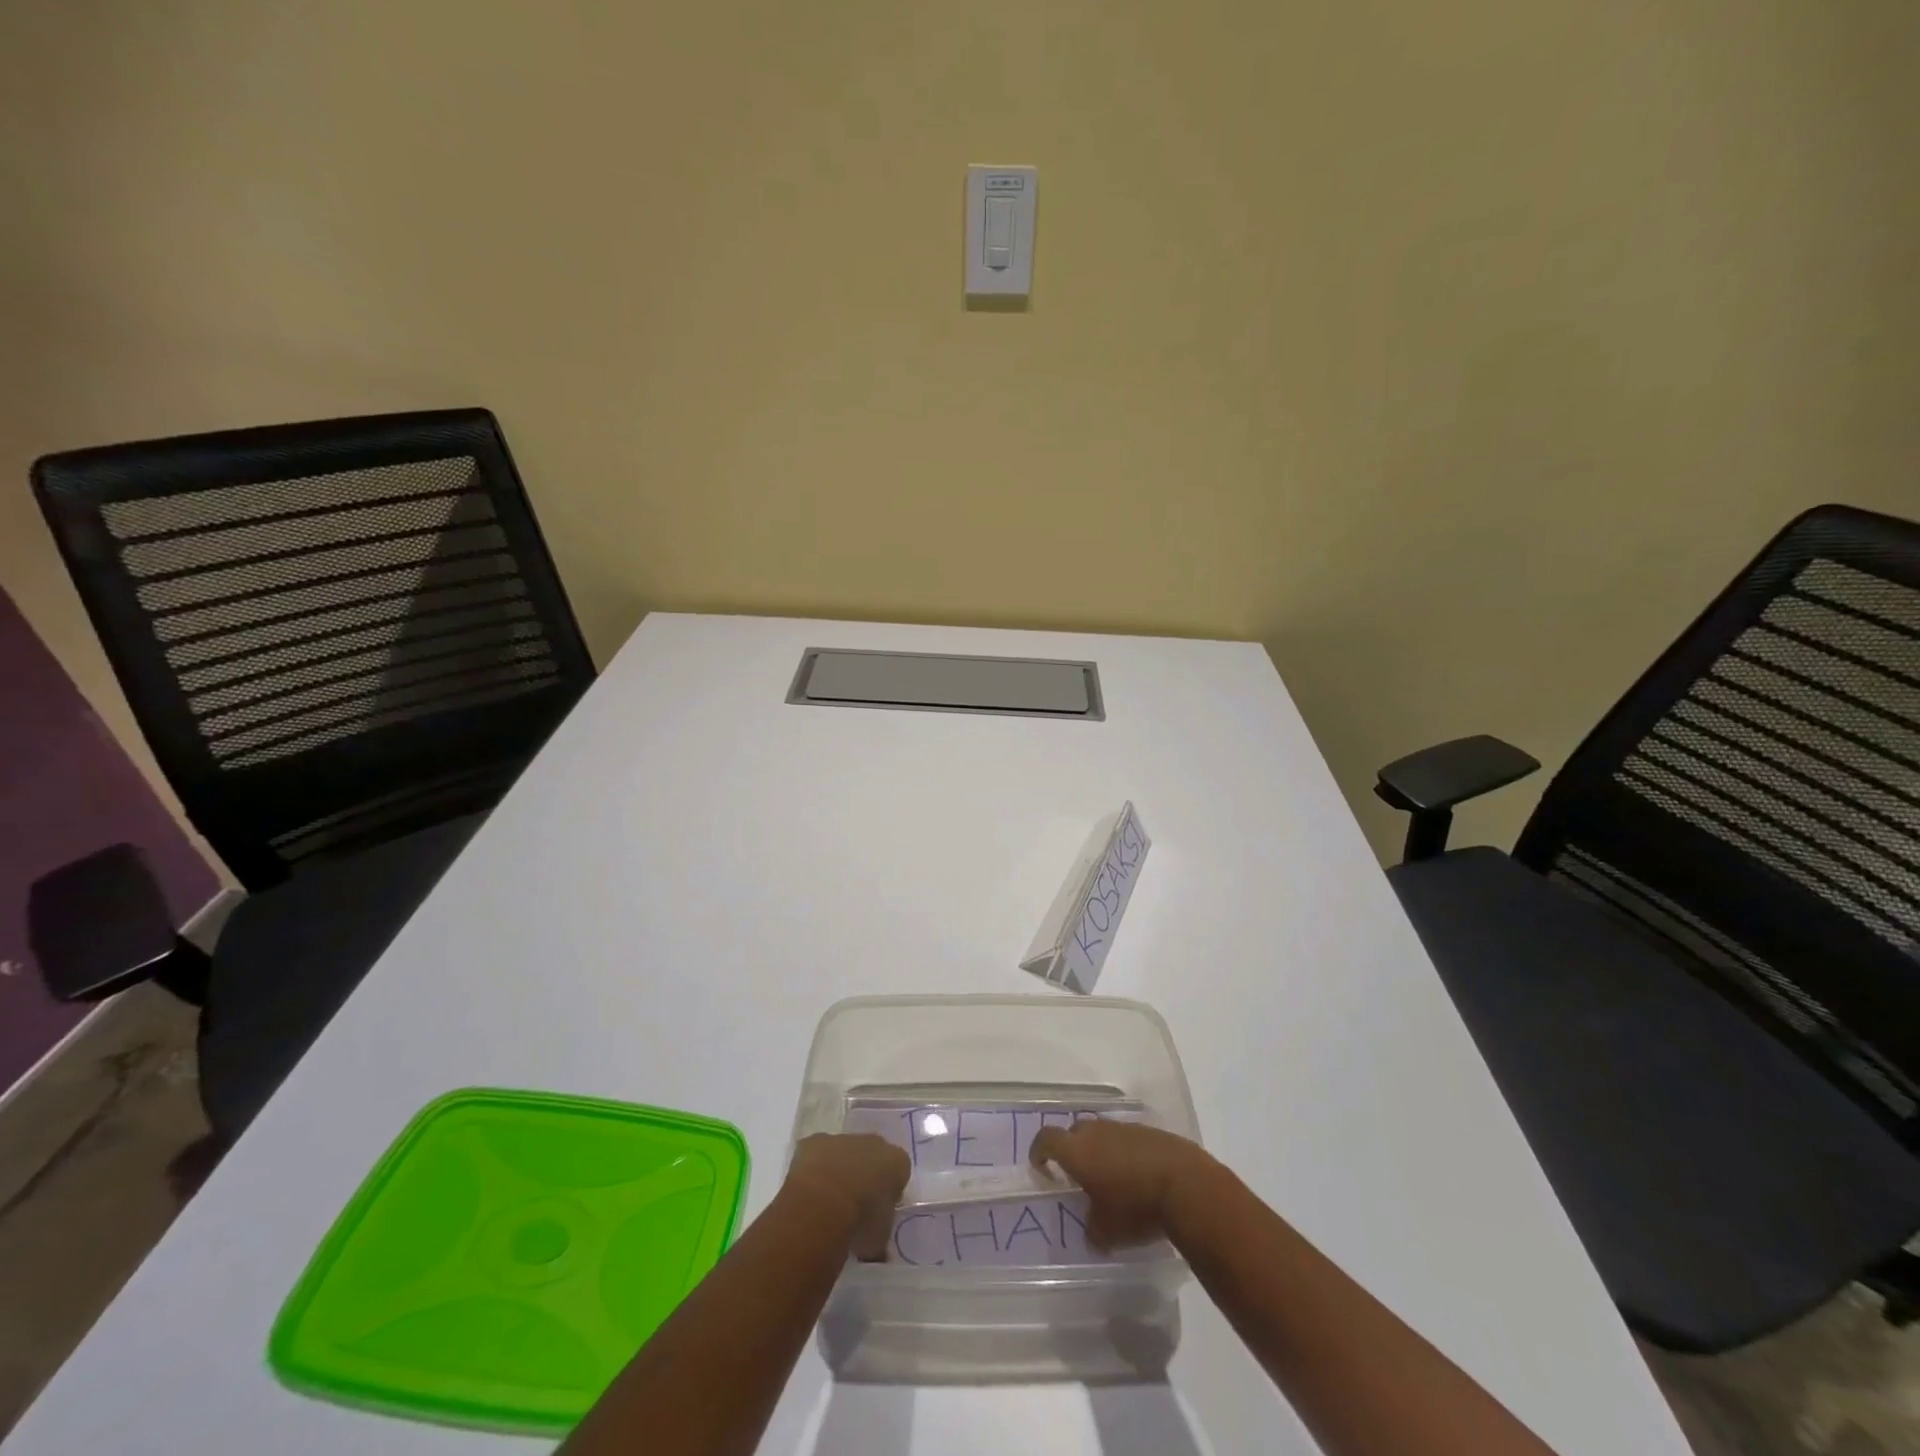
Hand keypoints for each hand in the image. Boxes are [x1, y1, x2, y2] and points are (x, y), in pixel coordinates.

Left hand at [783, 1133, 909, 1260]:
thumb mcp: (879, 1241)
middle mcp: (873, 1142)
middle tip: (854, 1205)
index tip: (878, 1213)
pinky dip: (814, 1169)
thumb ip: (880, 1239)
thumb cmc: (860, 1222)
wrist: (822, 1205)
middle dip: (865, 1175)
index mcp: (897, 1162)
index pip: (899, 1173)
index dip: (889, 1192)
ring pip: (844, 1152)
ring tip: (827, 1203)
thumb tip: (875, 1251)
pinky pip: (817, 1153)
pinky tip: (807, 1193)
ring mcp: (843, 1139)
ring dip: (839, 1171)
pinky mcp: (814, 1140)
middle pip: (872, 1157)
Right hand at [1030, 1119, 1218, 1250]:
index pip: (1047, 1139)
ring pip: (1103, 1134)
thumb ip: (1091, 1230)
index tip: (1042, 1167)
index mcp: (1077, 1151)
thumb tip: (1092, 1232)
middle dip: (1072, 1149)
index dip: (1039, 1151)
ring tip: (1111, 1178)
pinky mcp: (1150, 1132)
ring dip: (1101, 1151)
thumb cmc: (1135, 1207)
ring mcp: (1125, 1128)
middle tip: (1078, 1175)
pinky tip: (1138, 1177)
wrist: (1186, 1185)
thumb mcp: (1107, 1232)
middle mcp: (1097, 1131)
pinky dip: (1126, 1153)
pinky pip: (1127, 1139)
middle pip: (1074, 1131)